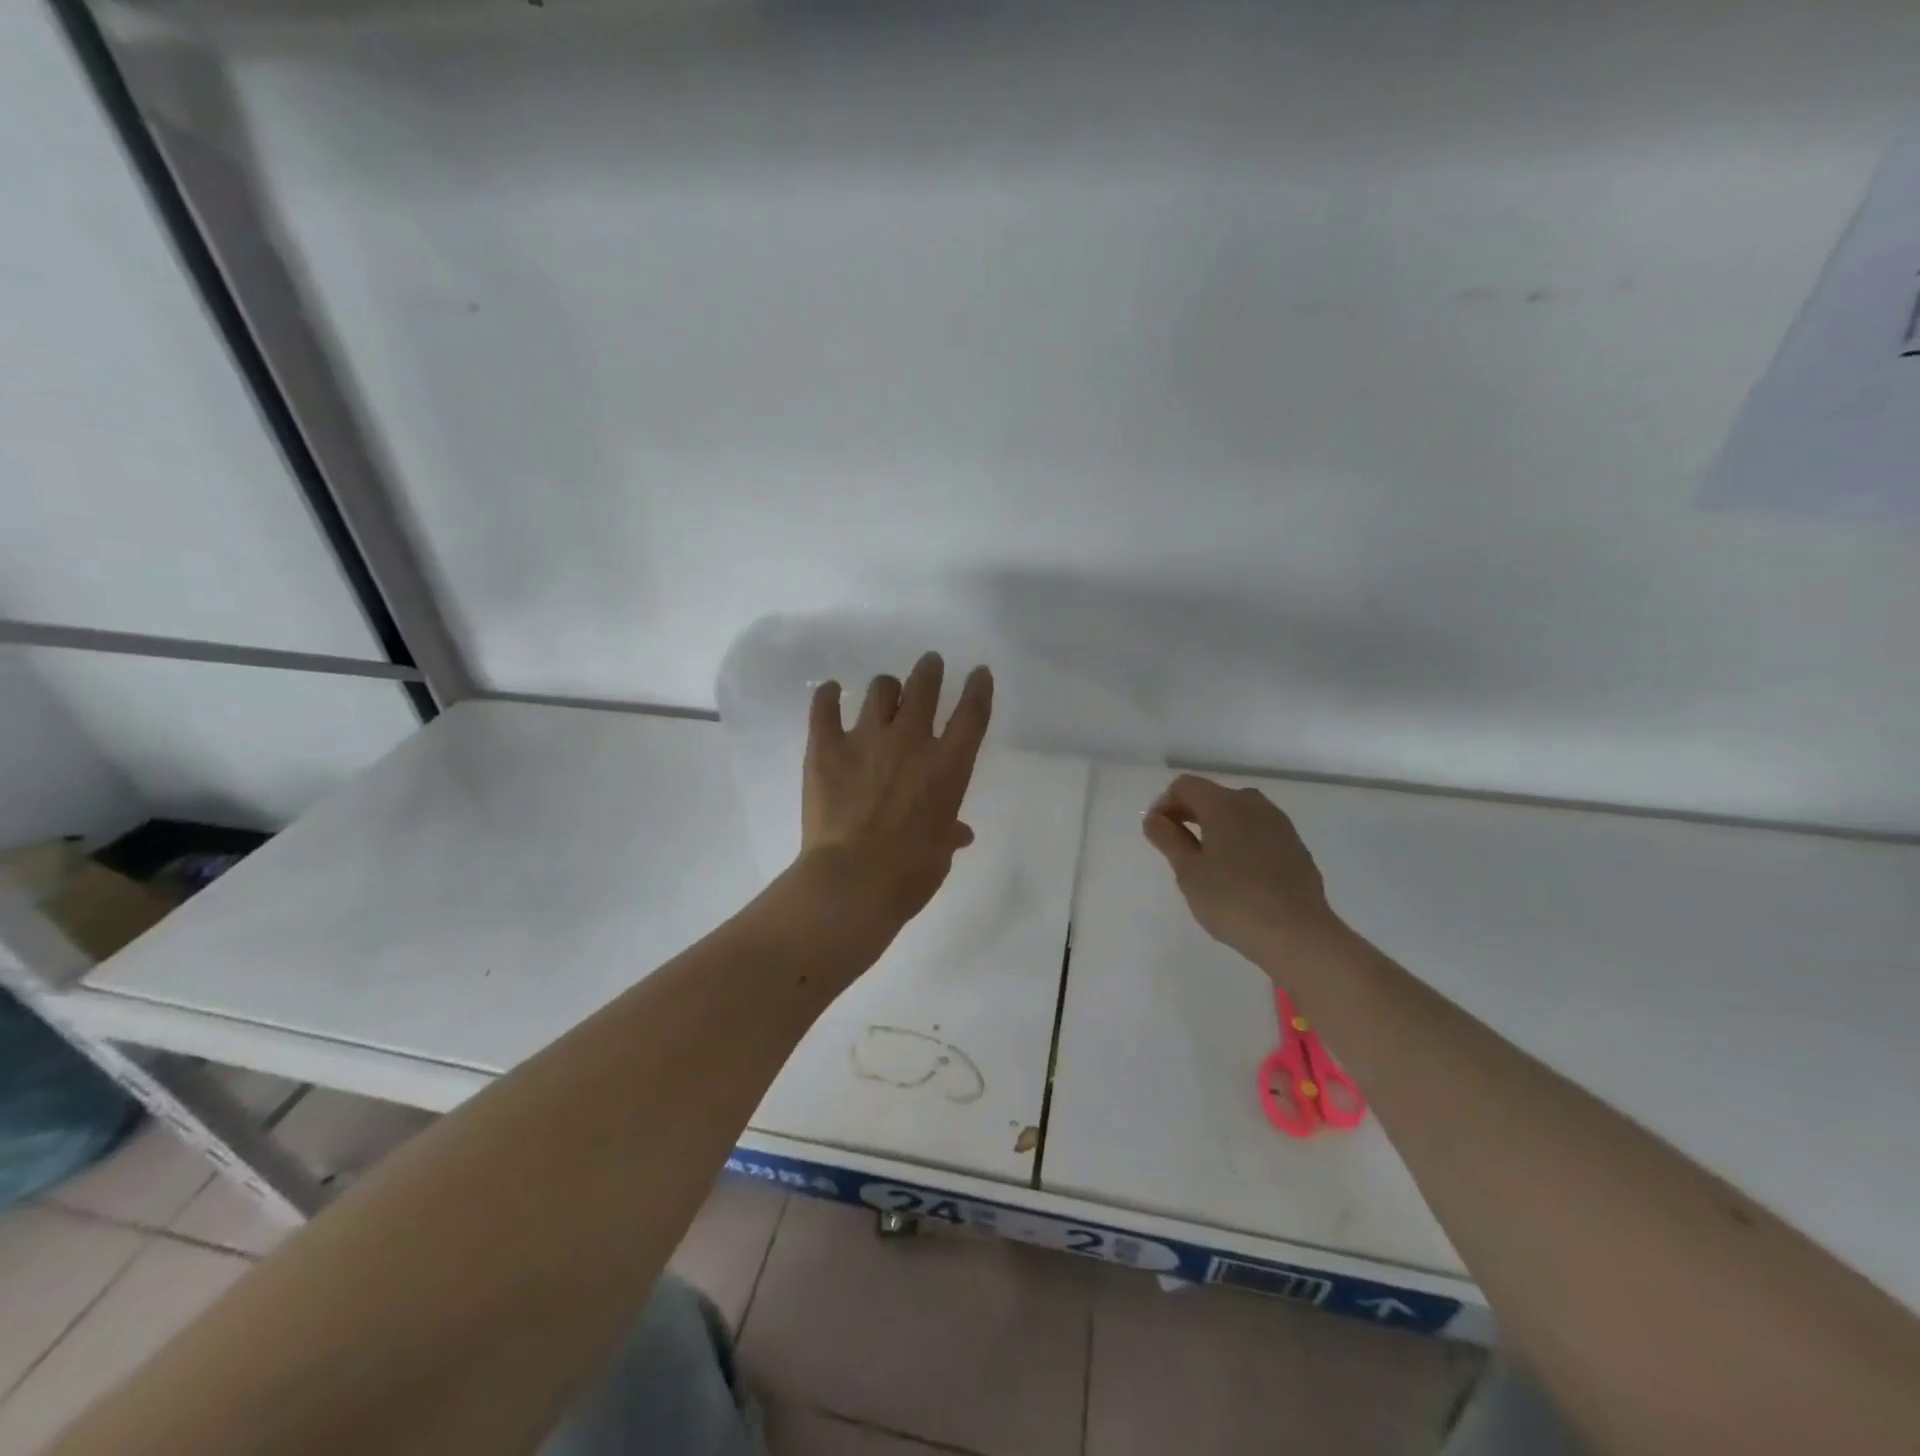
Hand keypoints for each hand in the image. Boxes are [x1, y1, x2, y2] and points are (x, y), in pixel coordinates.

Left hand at [799, 651, 993, 931]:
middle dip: (929, 671)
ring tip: (884, 690)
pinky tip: (830, 692)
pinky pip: (825, 708)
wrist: (853, 879)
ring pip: (879, 690)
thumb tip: (960, 834)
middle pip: (924, 688)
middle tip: (929, 664)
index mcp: (948, 766)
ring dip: (886, 687)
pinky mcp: (827, 747)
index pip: (971, 714)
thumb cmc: (910, 872)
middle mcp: (911, 740)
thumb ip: (949, 833)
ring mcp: (867, 739)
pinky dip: (828, 696)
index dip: (978, 689)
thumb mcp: (940, 852)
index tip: (978, 672)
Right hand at [1143, 774, 1352, 972]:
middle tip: (1177, 850)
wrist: (1297, 933)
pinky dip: (1240, 842)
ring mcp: (1280, 824)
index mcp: (1224, 804)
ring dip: (1216, 828)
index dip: (1164, 804)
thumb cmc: (1232, 900)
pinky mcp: (1296, 846)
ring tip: (1207, 863)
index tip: (1157, 834)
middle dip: (1189, 815)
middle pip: (1212, 796)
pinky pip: (1258, 833)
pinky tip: (1238, 875)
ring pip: (1238, 814)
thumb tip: (1154, 818)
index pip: (1185, 786)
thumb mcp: (1188, 871)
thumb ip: (1168, 839)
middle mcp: (1254, 804)